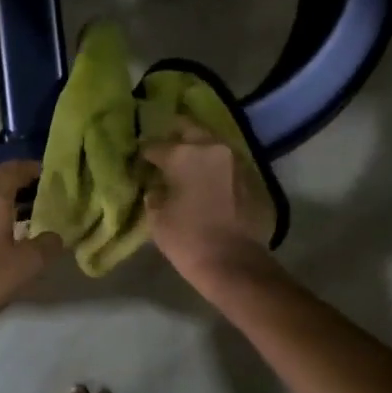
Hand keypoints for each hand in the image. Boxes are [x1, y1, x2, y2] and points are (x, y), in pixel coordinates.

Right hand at [142, 123, 277, 286]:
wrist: (233, 263)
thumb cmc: (187, 239)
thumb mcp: (157, 217)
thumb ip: (154, 193)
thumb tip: (157, 185)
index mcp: (184, 155)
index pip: (157, 145)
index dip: (145, 153)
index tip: (139, 159)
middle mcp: (213, 148)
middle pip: (190, 129)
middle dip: (175, 136)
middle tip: (164, 149)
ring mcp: (236, 161)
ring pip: (212, 144)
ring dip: (198, 149)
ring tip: (185, 164)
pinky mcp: (252, 177)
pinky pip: (226, 163)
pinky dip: (214, 167)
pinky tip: (205, 180)